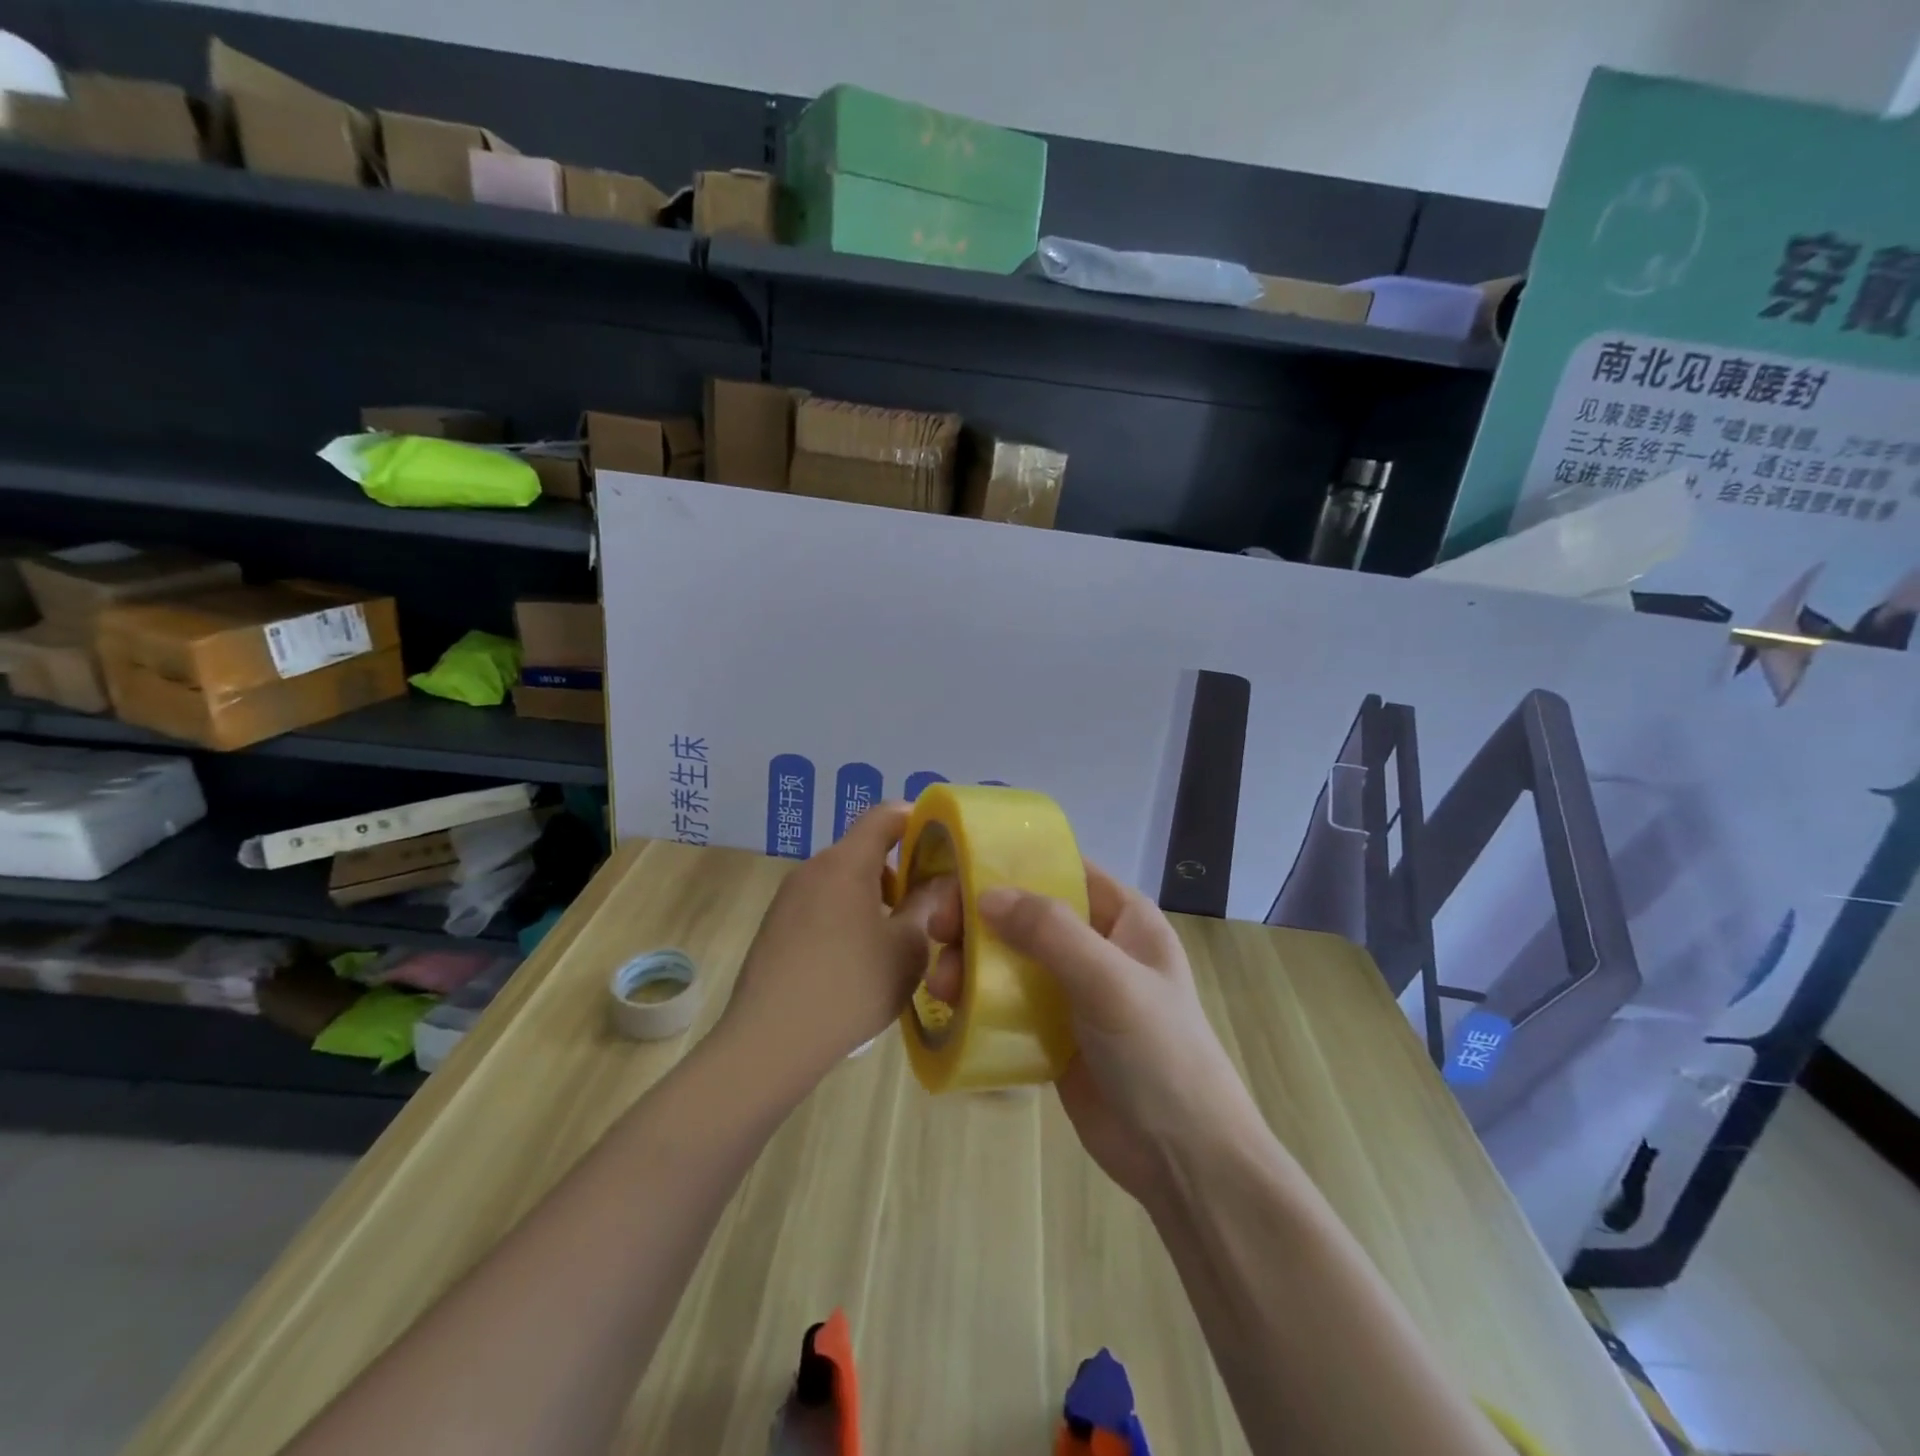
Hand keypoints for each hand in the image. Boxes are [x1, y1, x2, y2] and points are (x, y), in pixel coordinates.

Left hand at [716, 802, 957, 1093]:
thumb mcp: (907, 948)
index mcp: (846, 863)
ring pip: (841, 879)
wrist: (770, 1041)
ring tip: (892, 939)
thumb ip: (926, 906)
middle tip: (924, 905)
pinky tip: (854, 960)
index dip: (917, 819)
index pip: (885, 815)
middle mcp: (813, 868)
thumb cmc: (850, 987)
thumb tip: (939, 881)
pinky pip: (819, 903)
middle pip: (862, 849)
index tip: (941, 844)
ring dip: (871, 896)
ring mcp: (788, 897)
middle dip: (897, 870)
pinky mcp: (774, 925)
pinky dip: (845, 914)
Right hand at [976, 865, 1269, 1205]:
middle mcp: (1096, 945)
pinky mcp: (1053, 1034)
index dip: (1011, 866)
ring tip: (942, 986)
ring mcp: (1073, 991)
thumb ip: (1050, 931)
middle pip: (1026, 915)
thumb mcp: (1108, 981)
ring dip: (971, 964)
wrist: (1182, 1159)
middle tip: (938, 934)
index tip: (957, 874)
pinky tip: (950, 1010)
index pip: (1062, 871)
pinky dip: (977, 1001)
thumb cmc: (1158, 1053)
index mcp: (1123, 918)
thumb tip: (985, 895)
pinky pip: (1007, 1003)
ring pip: (1009, 959)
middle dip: (979, 920)